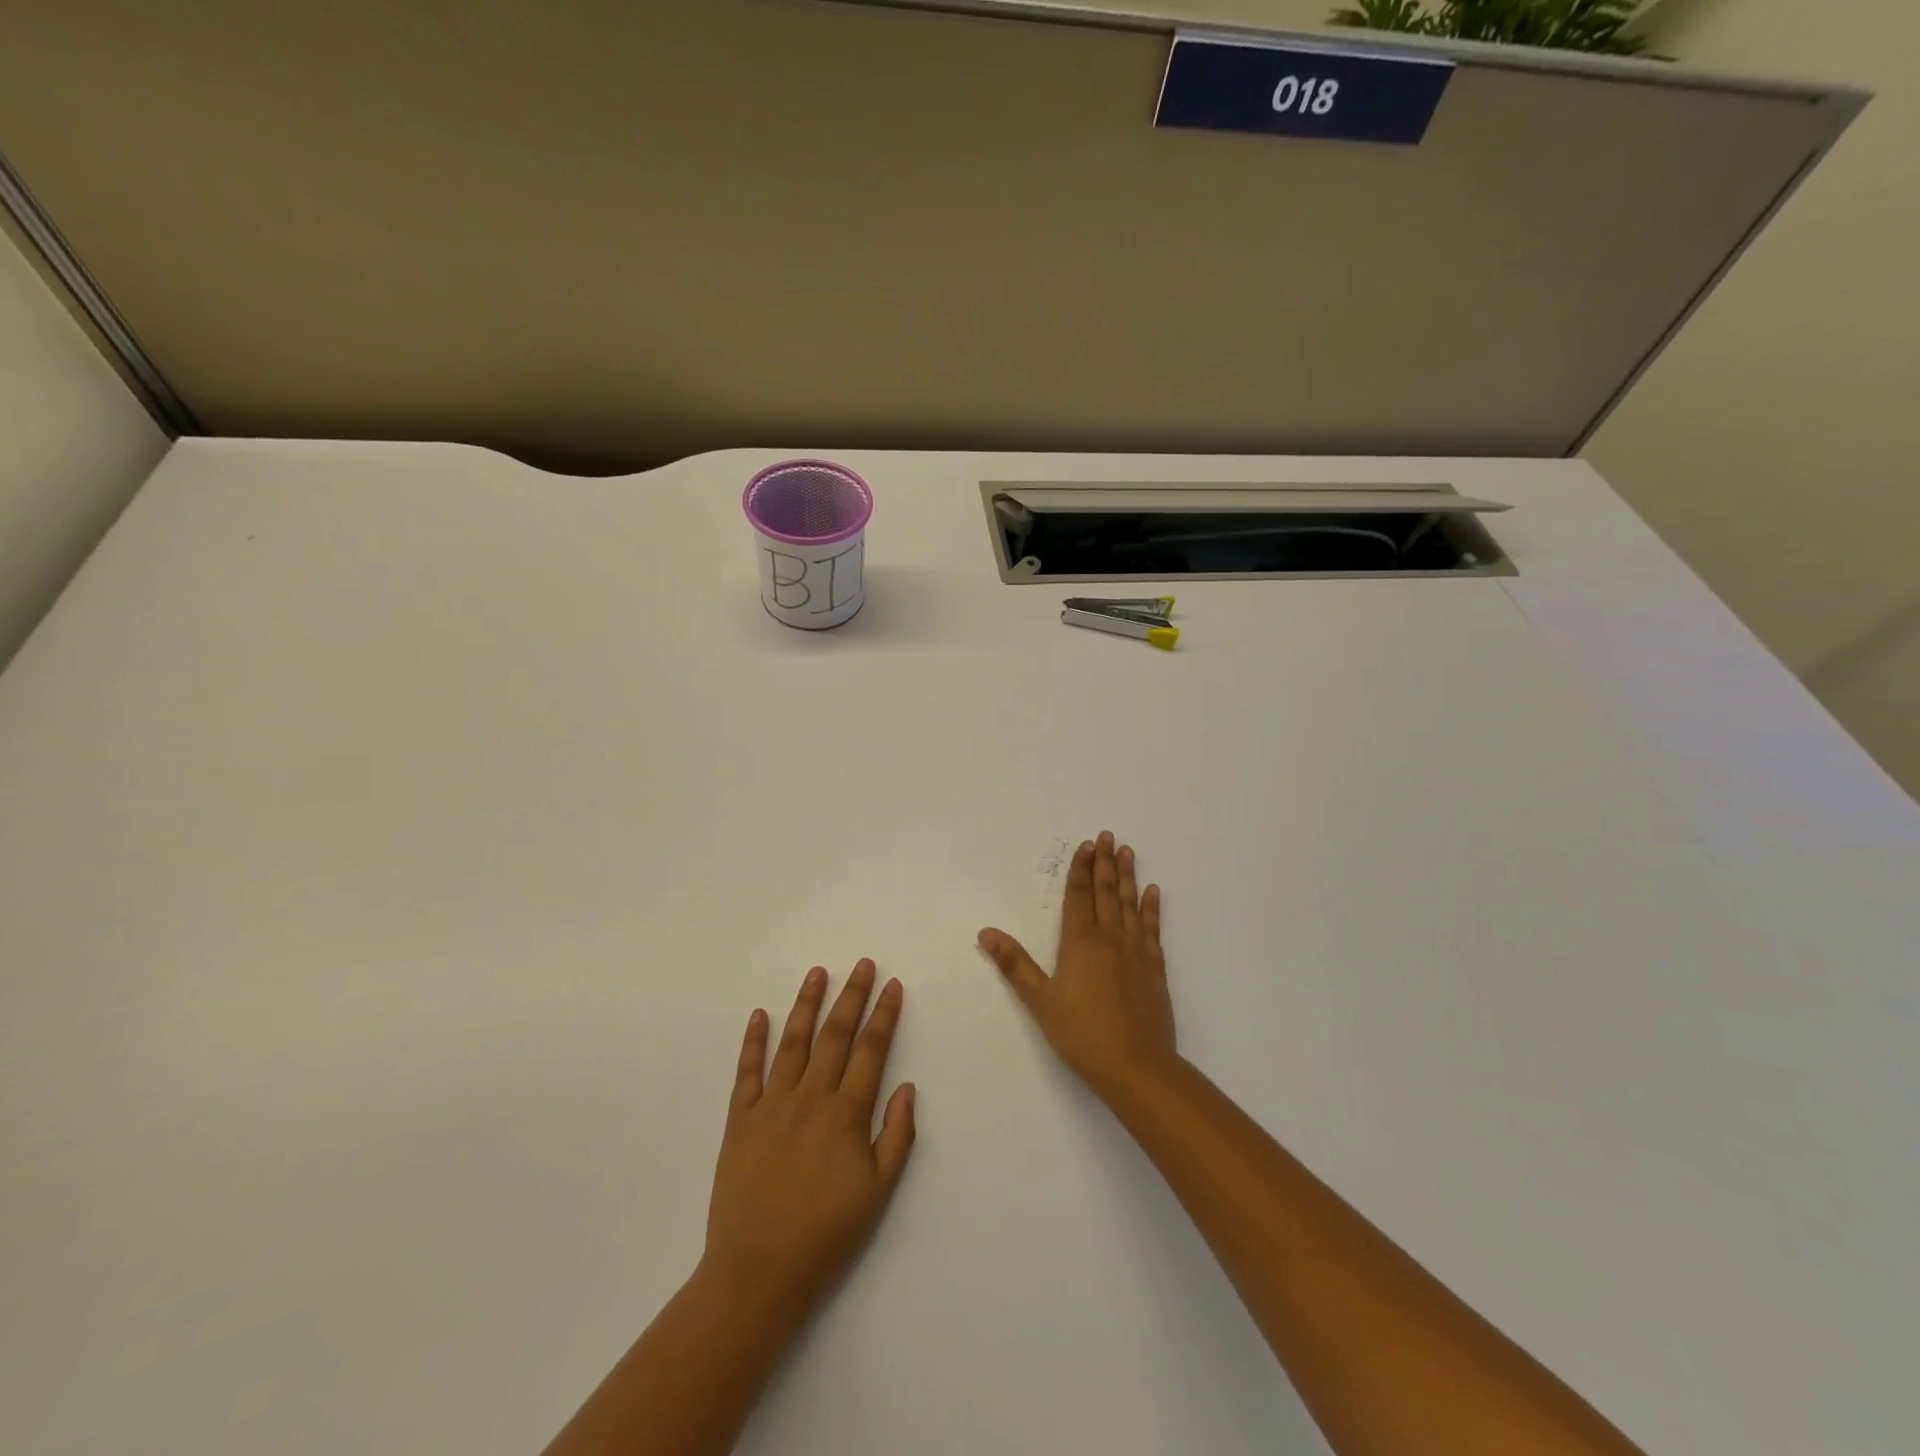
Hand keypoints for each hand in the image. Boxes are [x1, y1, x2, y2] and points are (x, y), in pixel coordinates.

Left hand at [702, 960, 916, 1331]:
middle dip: (852, 995)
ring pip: (793, 1041)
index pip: (871, 1050)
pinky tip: (760, 1015)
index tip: (892, 986)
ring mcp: (772, 1104)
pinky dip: (754, 1040)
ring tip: (817, 973)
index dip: (884, 1015)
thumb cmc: (826, 1235)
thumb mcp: (878, 1193)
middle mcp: (810, 1097)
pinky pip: (748, 1071)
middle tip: (862, 964)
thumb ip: (896, 1136)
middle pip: (835, 1034)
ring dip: (806, 1004)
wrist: (757, 1274)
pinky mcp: (740, 1119)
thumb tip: (906, 1087)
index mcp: (846, 1113)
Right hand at [978, 831, 1175, 1102]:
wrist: (1137, 1066)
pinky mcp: (1154, 969)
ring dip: (1128, 876)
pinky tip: (1153, 893)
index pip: (1079, 897)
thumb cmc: (1082, 1033)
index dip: (1080, 870)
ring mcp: (1136, 952)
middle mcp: (1110, 939)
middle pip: (1106, 893)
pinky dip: (1151, 908)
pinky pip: (1152, 929)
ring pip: (1130, 904)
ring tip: (1127, 851)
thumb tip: (986, 932)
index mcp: (1080, 943)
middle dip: (1104, 863)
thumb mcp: (1040, 1000)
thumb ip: (1014, 964)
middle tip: (1107, 836)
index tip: (1085, 846)